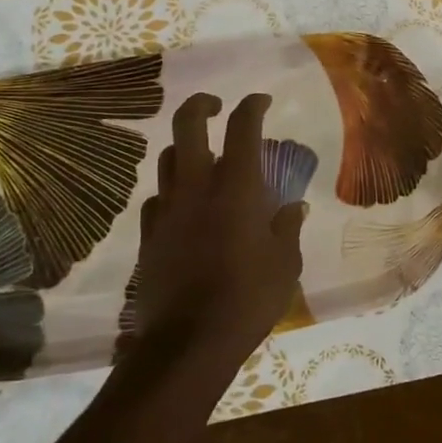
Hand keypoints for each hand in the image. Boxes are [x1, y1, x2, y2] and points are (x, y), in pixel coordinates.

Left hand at [124, 93, 304, 369]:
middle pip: (187, 125)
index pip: (243, 127)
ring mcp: (167, 209)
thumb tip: (293, 208)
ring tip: (201, 158)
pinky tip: (183, 207)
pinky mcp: (148, 235)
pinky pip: (157, 199)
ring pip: (167, 158)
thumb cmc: (249, 297)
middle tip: (216, 106)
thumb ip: (288, 228)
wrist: (189, 341)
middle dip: (202, 105)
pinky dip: (172, 192)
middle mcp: (196, 186)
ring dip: (185, 148)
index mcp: (236, 187)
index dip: (252, 106)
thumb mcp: (285, 264)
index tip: (261, 101)